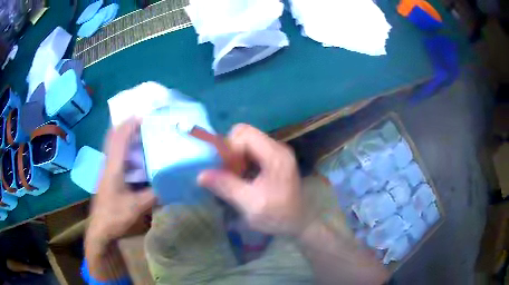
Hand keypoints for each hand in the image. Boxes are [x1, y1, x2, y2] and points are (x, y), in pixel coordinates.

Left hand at [86, 118, 155, 247]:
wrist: (100, 228)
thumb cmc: (115, 216)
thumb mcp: (137, 207)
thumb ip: (154, 194)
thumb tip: (170, 183)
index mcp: (113, 167)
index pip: (120, 138)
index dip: (130, 124)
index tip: (143, 115)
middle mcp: (108, 163)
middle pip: (113, 136)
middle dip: (125, 124)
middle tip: (142, 120)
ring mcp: (106, 169)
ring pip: (113, 144)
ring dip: (124, 135)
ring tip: (140, 132)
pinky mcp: (107, 176)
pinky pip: (114, 154)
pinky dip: (123, 147)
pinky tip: (134, 155)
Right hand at [198, 124, 307, 235]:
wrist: (299, 222)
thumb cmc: (278, 216)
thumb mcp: (251, 205)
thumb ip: (227, 187)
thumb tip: (200, 175)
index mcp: (275, 155)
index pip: (244, 134)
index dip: (228, 148)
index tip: (223, 169)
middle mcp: (277, 147)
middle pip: (244, 134)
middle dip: (229, 151)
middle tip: (227, 173)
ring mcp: (275, 152)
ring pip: (245, 141)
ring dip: (234, 156)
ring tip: (233, 177)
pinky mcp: (273, 158)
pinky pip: (250, 150)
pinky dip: (240, 160)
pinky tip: (241, 177)